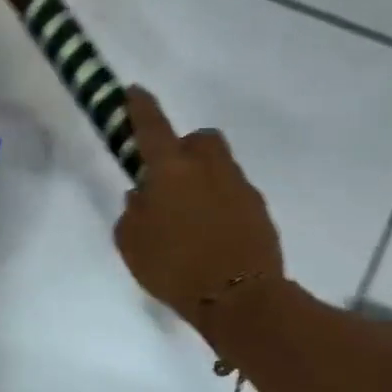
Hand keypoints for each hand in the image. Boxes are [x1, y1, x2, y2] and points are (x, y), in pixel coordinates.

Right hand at [113, 86, 284, 337]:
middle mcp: (208, 168)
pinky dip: (220, 204)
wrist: (240, 299)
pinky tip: (210, 234)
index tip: (134, 92)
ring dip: (203, 178)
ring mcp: (239, 187)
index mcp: (171, 170)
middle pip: (199, 139)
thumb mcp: (131, 243)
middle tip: (169, 177)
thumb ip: (133, 212)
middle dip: (184, 149)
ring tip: (189, 214)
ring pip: (219, 166)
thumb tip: (143, 195)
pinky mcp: (259, 209)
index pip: (152, 127)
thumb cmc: (174, 268)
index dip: (140, 108)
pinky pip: (233, 194)